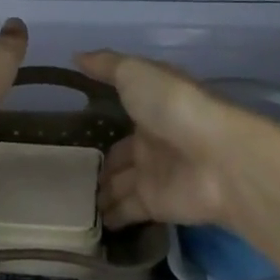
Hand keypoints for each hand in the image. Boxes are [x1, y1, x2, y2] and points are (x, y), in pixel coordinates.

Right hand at [79, 48, 279, 257]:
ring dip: (99, 192)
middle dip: (98, 162)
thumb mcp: (135, 73)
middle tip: (64, 172)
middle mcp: (152, 139)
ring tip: (66, 200)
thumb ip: (106, 67)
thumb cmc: (173, 106)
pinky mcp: (155, 205)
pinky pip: (124, 211)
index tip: (73, 122)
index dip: (100, 115)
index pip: (122, 110)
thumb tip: (76, 56)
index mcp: (150, 104)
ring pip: (118, 184)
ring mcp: (154, 174)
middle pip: (119, 153)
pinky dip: (108, 217)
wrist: (215, 158)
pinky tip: (83, 222)